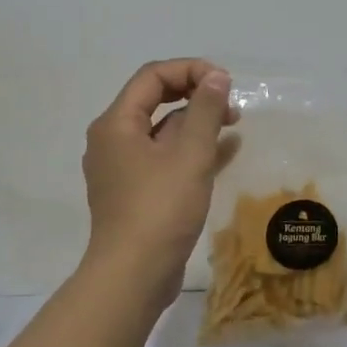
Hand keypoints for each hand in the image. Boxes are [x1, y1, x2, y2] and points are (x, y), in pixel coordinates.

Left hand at [82, 59, 237, 304]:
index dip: (191, 70)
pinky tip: (226, 152)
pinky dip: (192, 151)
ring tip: (233, 125)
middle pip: (155, 101)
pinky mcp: (136, 194)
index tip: (225, 83)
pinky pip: (165, 160)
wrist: (133, 276)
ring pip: (162, 132)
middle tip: (232, 105)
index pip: (152, 77)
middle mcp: (113, 141)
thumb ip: (206, 111)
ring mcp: (123, 170)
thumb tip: (216, 77)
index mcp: (116, 124)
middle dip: (196, 96)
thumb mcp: (190, 155)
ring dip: (197, 124)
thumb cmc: (160, 209)